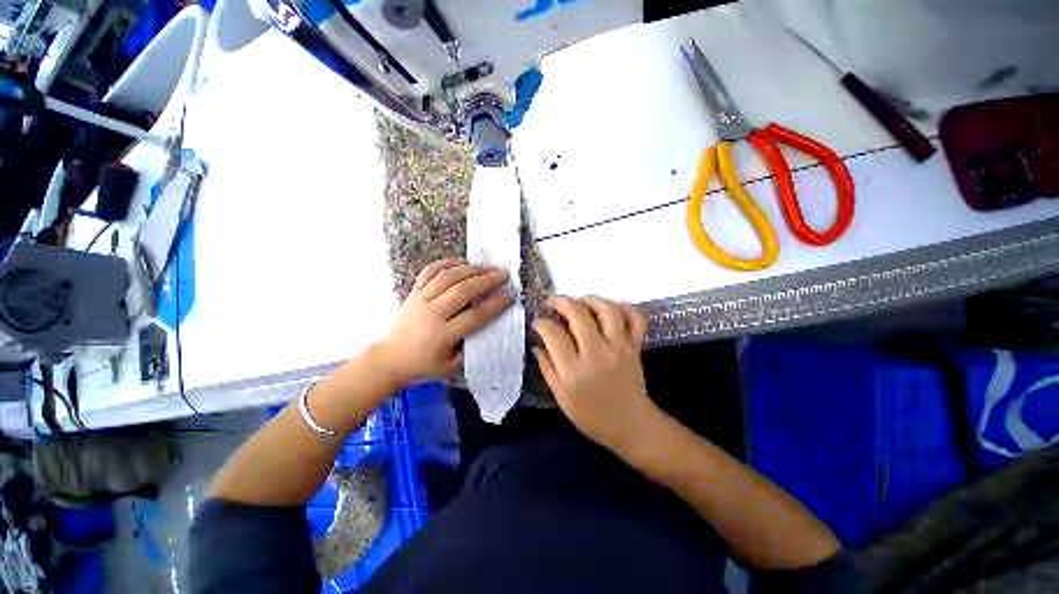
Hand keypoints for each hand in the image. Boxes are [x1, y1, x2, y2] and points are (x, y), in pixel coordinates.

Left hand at [377, 258, 513, 382]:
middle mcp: (432, 313)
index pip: (475, 315)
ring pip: (447, 277)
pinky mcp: (413, 292)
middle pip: (463, 290)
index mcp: (443, 335)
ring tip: (488, 266)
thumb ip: (470, 347)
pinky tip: (462, 261)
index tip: (510, 295)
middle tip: (503, 274)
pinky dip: (446, 263)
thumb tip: (487, 324)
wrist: (390, 359)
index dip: (495, 304)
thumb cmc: (423, 366)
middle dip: (486, 280)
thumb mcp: (451, 366)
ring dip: (471, 269)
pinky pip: (429, 271)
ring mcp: (420, 299)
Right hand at [533, 296, 656, 451]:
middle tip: (553, 302)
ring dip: (591, 299)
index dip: (542, 323)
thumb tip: (538, 345)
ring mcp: (619, 348)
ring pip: (607, 310)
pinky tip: (614, 307)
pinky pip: (636, 320)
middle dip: (561, 302)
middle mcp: (596, 353)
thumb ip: (547, 369)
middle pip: (578, 314)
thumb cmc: (592, 416)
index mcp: (574, 371)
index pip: (553, 334)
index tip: (539, 322)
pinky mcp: (635, 347)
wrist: (631, 426)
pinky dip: (627, 308)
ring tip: (580, 300)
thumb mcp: (562, 398)